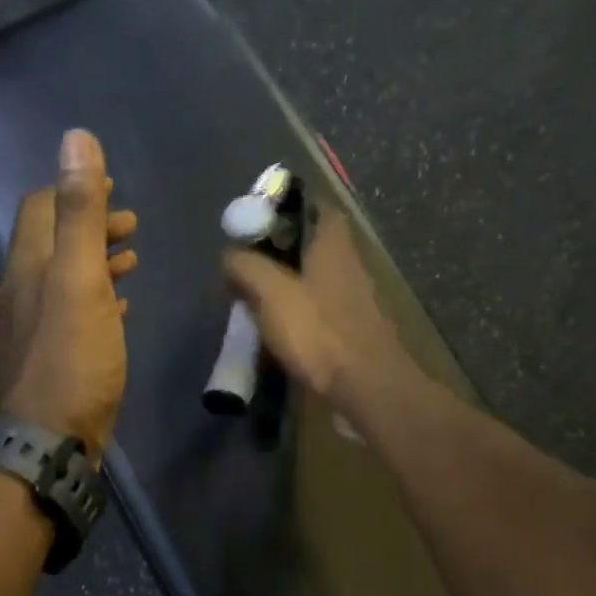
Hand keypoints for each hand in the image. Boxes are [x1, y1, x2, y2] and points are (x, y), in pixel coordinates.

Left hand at [0, 130, 138, 453]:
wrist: (49, 440)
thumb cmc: (71, 357)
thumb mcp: (79, 279)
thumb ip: (80, 212)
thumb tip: (75, 139)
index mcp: (28, 265)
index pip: (40, 207)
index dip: (73, 190)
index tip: (111, 188)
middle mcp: (24, 289)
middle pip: (53, 242)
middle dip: (90, 224)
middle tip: (130, 223)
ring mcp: (35, 325)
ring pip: (65, 278)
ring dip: (96, 260)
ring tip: (132, 258)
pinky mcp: (51, 356)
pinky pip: (73, 313)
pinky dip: (97, 297)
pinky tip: (120, 307)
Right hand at [222, 206, 414, 413]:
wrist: (366, 387)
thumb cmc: (319, 331)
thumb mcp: (271, 292)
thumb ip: (246, 266)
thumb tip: (229, 255)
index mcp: (334, 245)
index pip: (319, 208)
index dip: (290, 208)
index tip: (259, 220)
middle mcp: (350, 265)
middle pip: (314, 246)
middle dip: (281, 251)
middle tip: (247, 263)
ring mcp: (355, 300)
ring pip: (316, 280)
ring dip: (288, 285)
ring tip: (253, 299)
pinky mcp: (353, 331)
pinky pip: (320, 312)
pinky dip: (299, 315)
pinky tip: (277, 330)